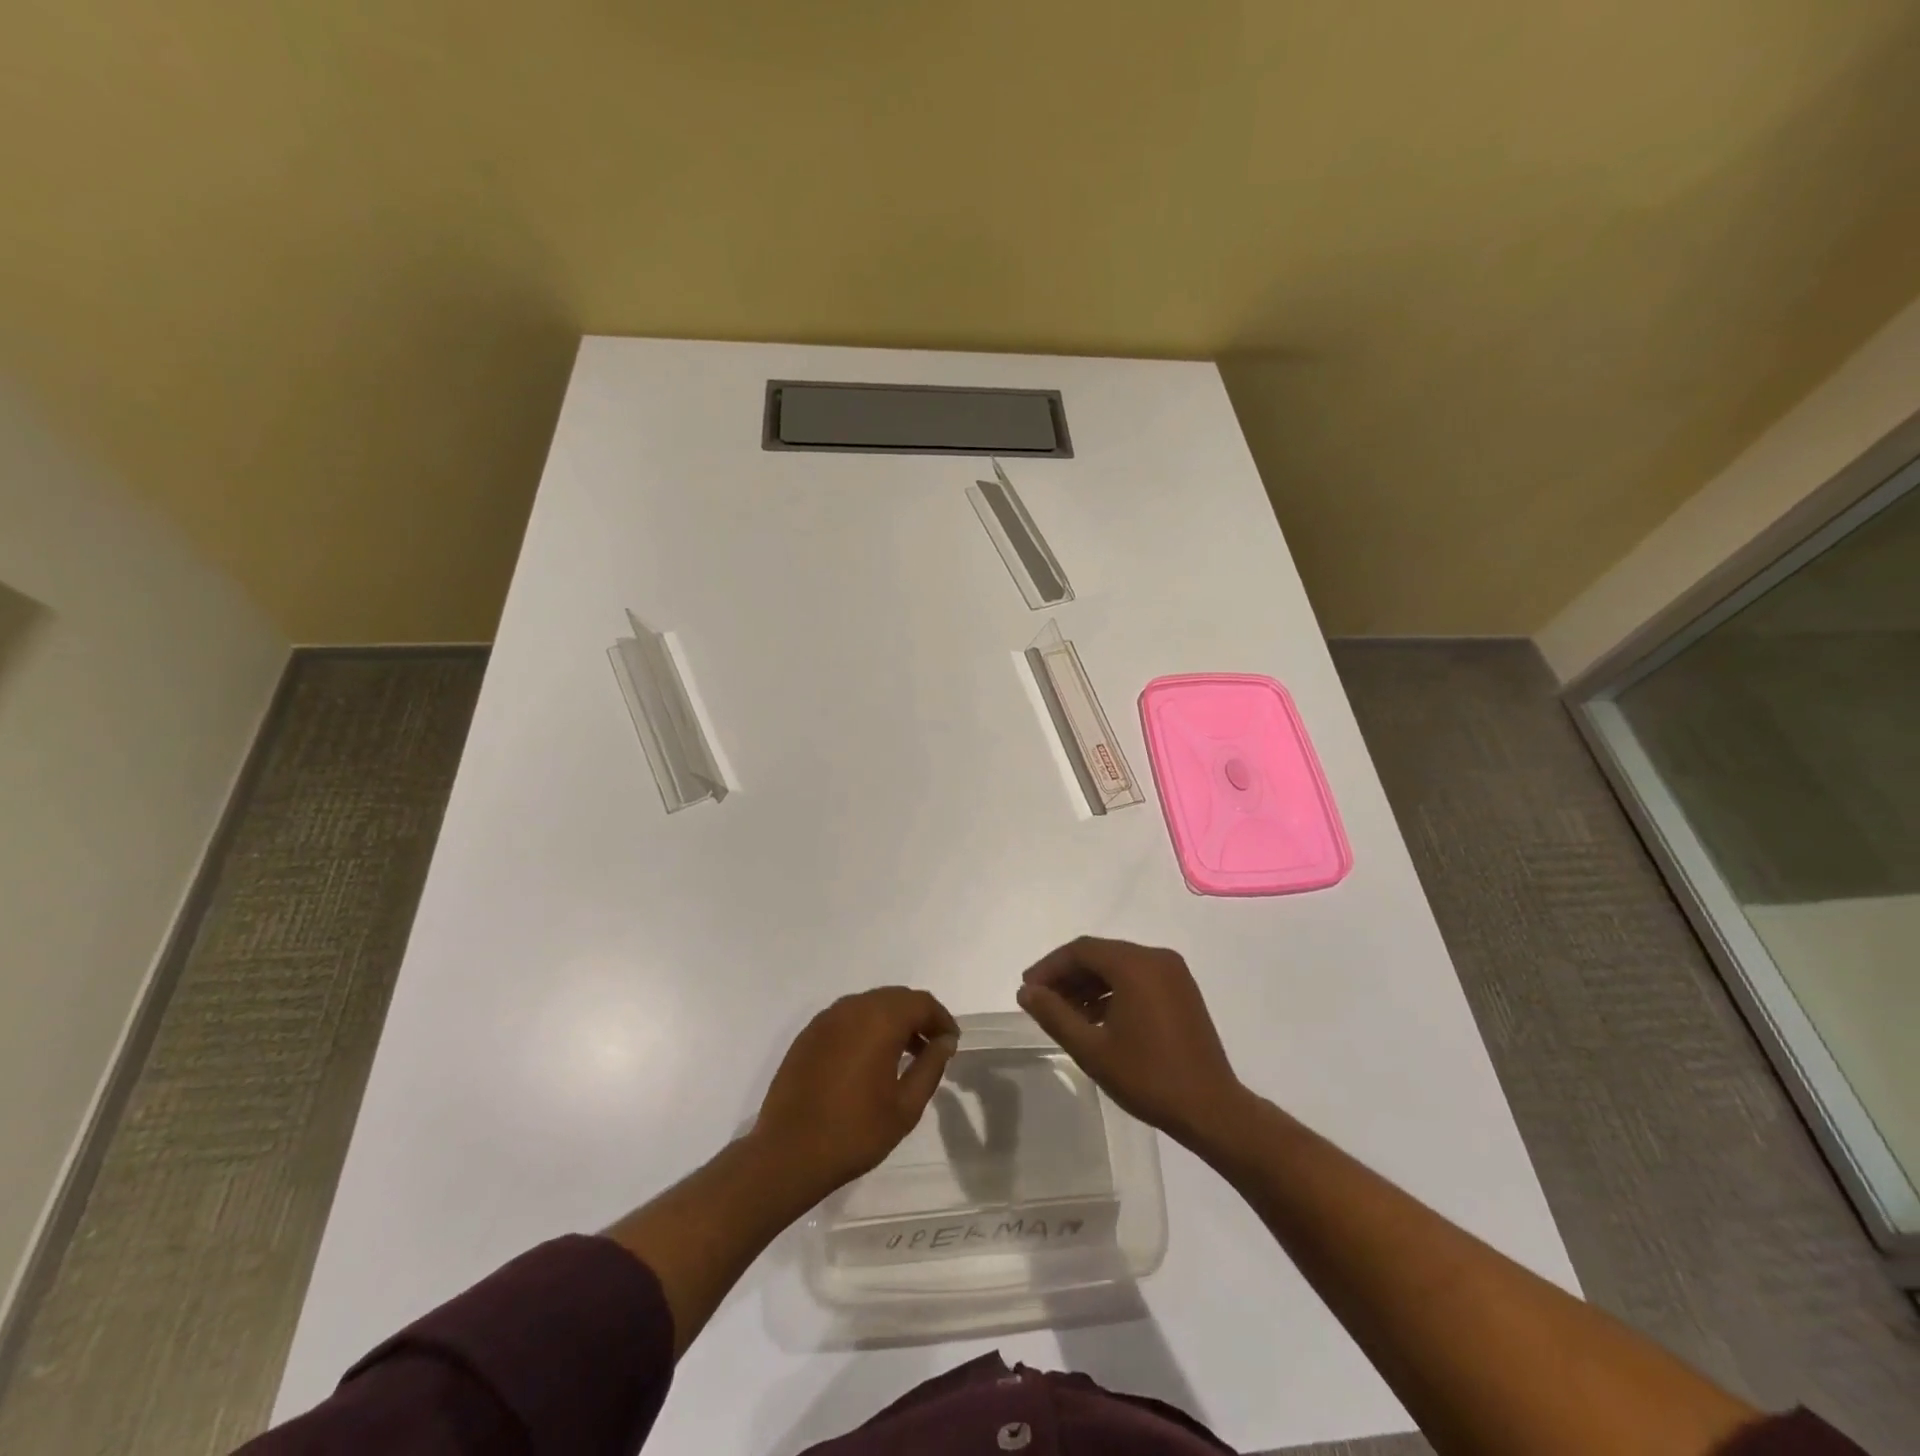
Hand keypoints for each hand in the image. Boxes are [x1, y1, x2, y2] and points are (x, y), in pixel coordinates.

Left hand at [752, 987, 958, 1197]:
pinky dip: (866, 1028)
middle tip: (932, 1046)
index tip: (951, 1042)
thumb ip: (930, 1067)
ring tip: (904, 1055)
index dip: (941, 1019)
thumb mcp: (905, 1106)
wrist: (787, 1154)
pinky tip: (869, 1060)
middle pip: (895, 998)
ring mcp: (826, 1019)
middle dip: (918, 1016)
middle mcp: (853, 1008)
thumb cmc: (855, 1132)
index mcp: (880, 1020)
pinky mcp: (809, 1034)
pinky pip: (847, 1018)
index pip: (921, 1002)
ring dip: (892, 1021)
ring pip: (870, 1005)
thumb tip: (945, 1041)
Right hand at [1017, 936, 1245, 1147]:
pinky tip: (1097, 1018)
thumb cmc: (1148, 1077)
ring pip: (1119, 966)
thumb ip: (1054, 1014)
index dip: (1050, 967)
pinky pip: (1138, 978)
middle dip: (1068, 975)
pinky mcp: (1182, 991)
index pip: (1081, 950)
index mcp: (1135, 965)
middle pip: (1100, 954)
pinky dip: (1113, 991)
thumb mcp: (1092, 1048)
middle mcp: (1156, 958)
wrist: (1211, 1109)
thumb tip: (1027, 992)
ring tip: (1066, 1014)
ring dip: (1089, 984)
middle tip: (1042, 1002)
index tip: (1028, 990)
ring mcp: (1173, 973)